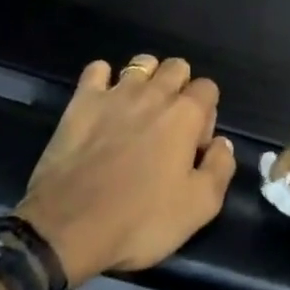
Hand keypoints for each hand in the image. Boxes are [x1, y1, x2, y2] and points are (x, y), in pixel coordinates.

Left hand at [18, 56, 235, 287]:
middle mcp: (154, 93)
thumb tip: (222, 143)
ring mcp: (116, 93)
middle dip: (180, 87)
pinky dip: (103, 78)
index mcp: (185, 115)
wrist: (68, 227)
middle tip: (169, 125)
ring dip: (147, 78)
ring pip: (142, 63)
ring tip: (139, 109)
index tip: (194, 145)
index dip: (206, 113)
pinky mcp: (82, 101)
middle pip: (177, 67)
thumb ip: (220, 168)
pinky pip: (97, 69)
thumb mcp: (198, 207)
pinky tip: (103, 100)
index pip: (208, 88)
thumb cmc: (139, 220)